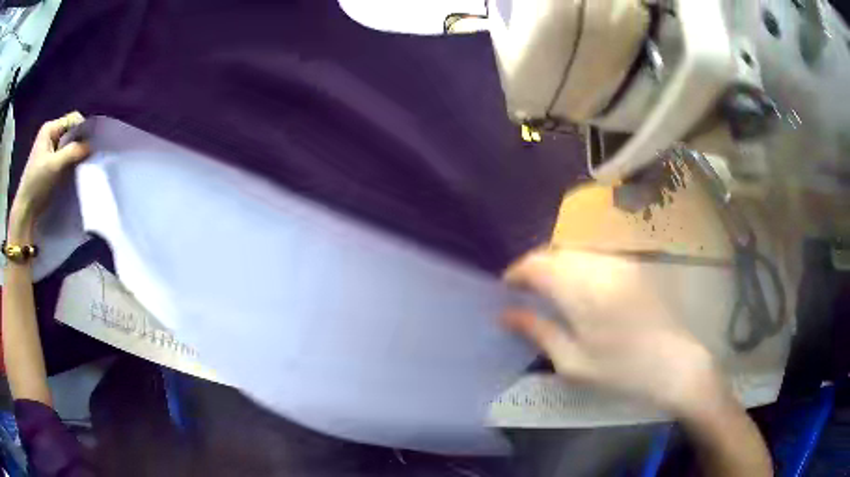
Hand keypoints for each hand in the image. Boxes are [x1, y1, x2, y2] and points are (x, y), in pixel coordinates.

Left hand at [9, 112, 89, 237]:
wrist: (25, 210)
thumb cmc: (36, 184)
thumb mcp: (55, 166)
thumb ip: (73, 152)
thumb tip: (91, 145)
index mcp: (49, 129)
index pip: (72, 120)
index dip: (82, 129)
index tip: (90, 145)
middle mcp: (50, 134)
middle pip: (71, 131)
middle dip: (79, 142)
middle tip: (87, 156)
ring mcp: (49, 149)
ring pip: (68, 145)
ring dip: (75, 154)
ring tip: (81, 165)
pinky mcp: (50, 163)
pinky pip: (64, 156)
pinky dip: (70, 162)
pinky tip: (73, 171)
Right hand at [503, 248, 723, 417]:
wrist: (675, 364)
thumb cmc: (621, 370)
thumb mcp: (573, 362)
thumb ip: (538, 331)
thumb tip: (505, 314)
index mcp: (581, 289)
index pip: (538, 264)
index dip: (517, 272)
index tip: (506, 287)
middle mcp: (599, 266)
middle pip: (556, 252)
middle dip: (536, 267)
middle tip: (525, 291)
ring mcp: (620, 263)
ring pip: (577, 251)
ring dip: (558, 265)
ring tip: (550, 290)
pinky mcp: (634, 267)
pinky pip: (597, 257)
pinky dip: (579, 266)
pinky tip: (581, 288)